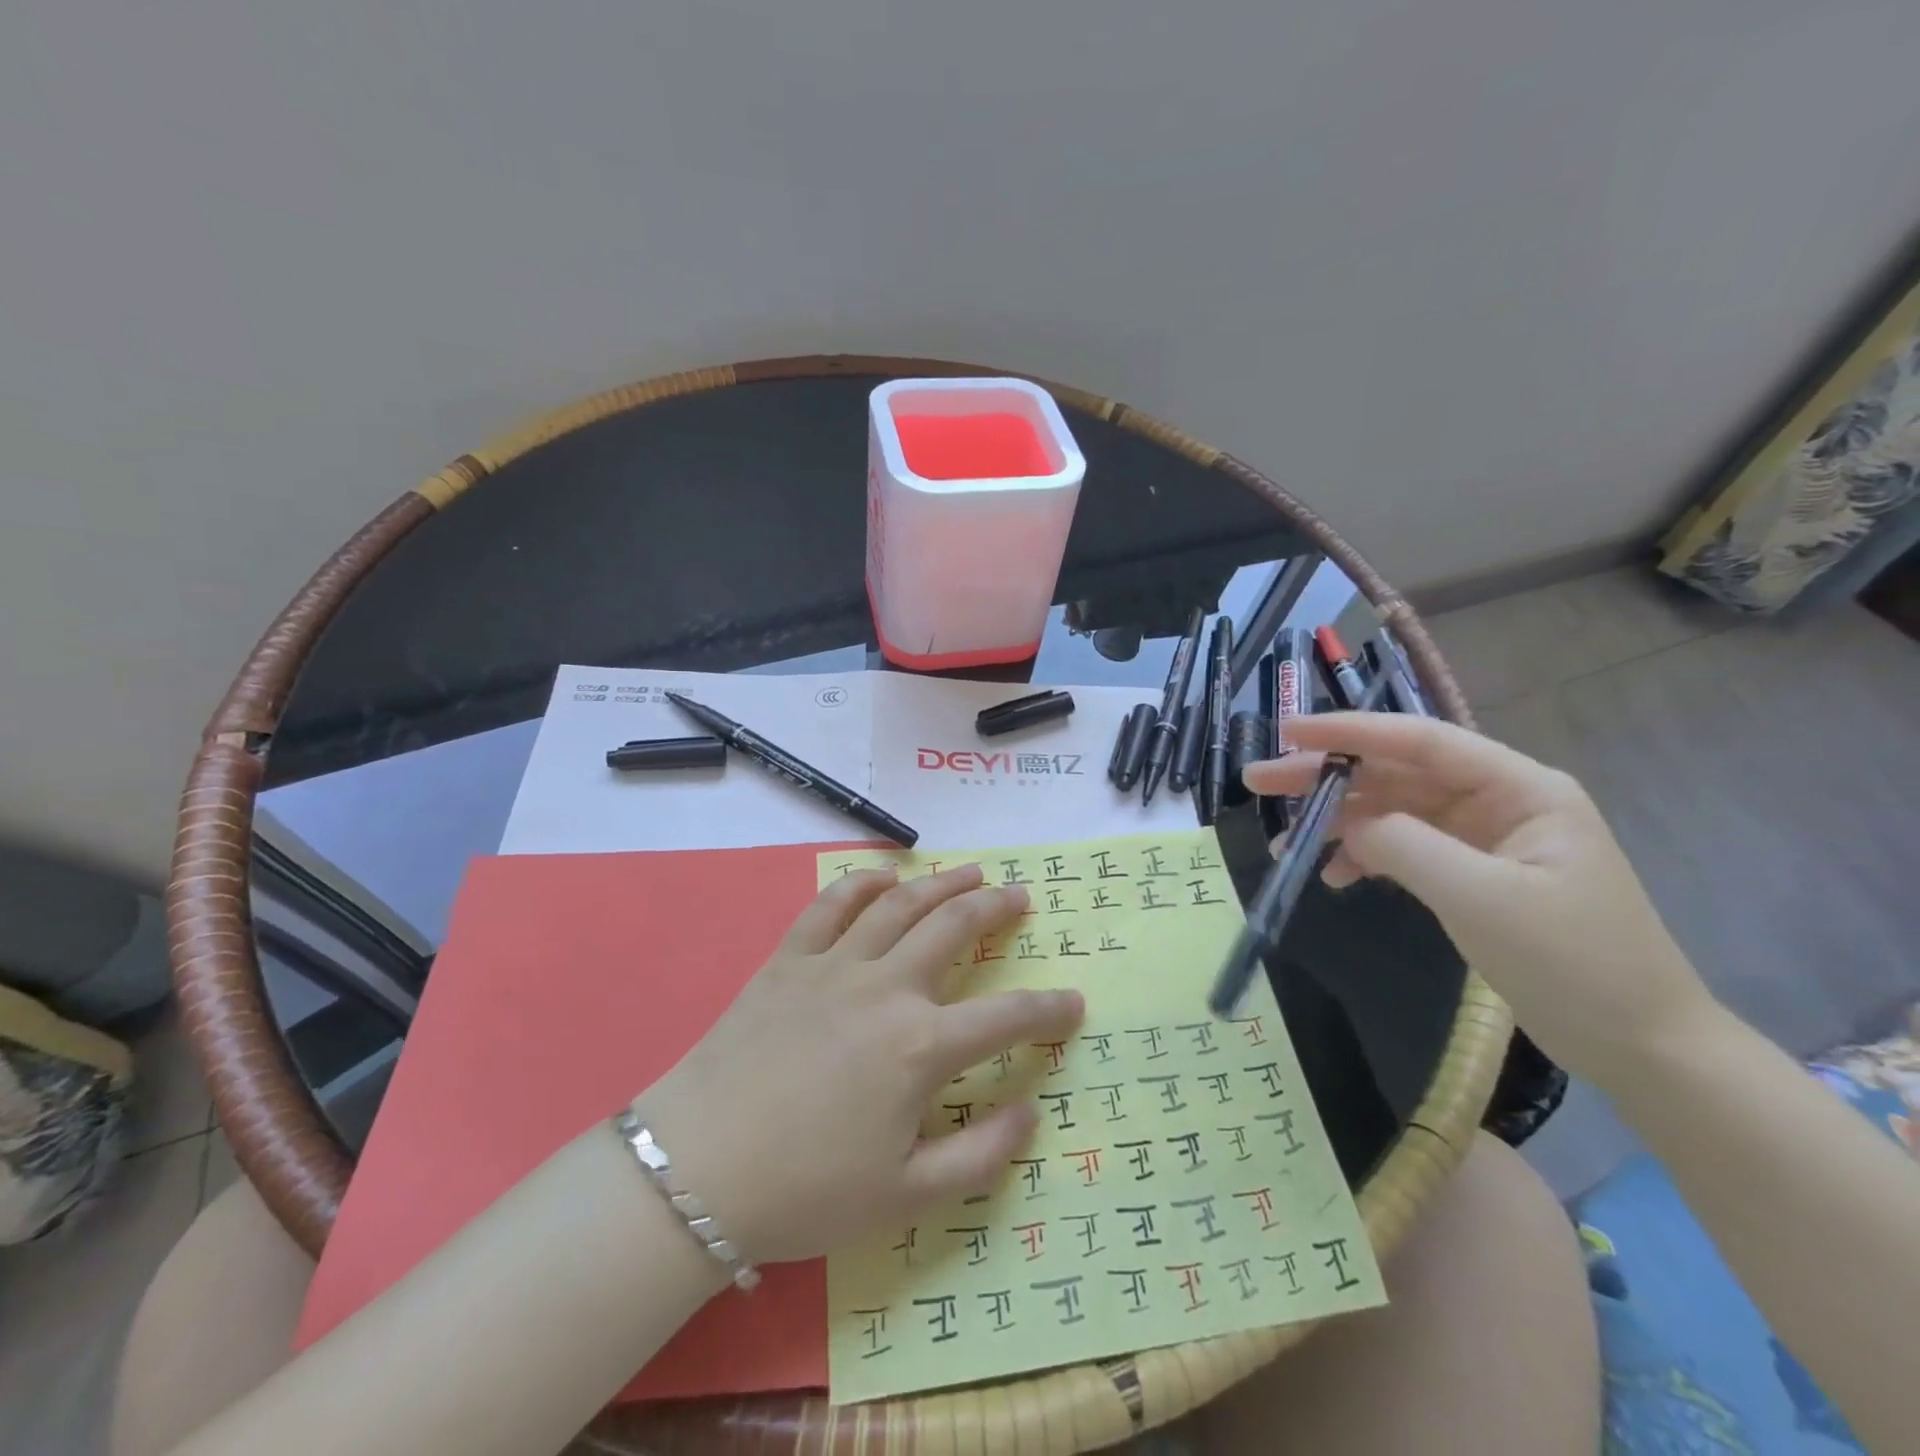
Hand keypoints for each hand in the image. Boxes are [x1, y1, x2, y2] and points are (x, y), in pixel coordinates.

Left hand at [636, 863, 1083, 1265]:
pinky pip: (831, 905)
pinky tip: (885, 875)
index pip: (1006, 1018)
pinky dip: (862, 883)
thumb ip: (980, 1156)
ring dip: (942, 882)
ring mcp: (834, 966)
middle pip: (954, 928)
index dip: (1048, 1009)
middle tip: (1019, 895)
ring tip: (970, 871)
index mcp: (920, 1047)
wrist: (698, 1172)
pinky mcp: (789, 960)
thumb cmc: (806, 1192)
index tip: (1074, 1003)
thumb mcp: (905, 1198)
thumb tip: (1030, 1114)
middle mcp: (886, 989)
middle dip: (995, 908)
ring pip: (901, 904)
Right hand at [1245, 712, 1715, 1083]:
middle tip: (1259, 781)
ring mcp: (1482, 838)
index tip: (1287, 732)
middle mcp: (1498, 800)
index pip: (1420, 741)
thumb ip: (1404, 846)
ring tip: (1286, 841)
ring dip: (1338, 822)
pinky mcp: (1470, 873)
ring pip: (1392, 810)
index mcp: (1519, 788)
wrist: (1640, 1045)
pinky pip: (1402, 848)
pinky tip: (1333, 877)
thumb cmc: (1574, 963)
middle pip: (1396, 772)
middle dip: (1327, 775)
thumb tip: (1345, 824)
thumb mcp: (1482, 898)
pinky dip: (1364, 857)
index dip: (1350, 731)